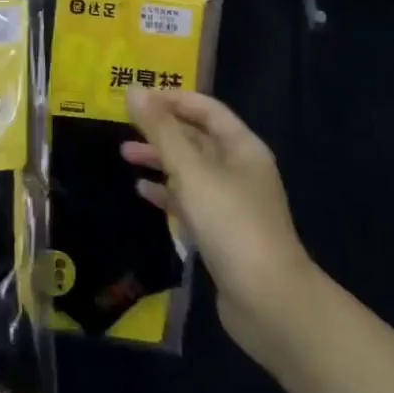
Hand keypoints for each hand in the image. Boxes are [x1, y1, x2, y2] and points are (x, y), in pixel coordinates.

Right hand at [123, 87, 315, 367]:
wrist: (269, 303)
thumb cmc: (232, 225)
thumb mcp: (192, 172)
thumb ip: (161, 131)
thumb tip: (133, 89)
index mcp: (242, 147)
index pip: (206, 108)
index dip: (173, 99)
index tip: (137, 97)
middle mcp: (240, 169)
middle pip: (197, 137)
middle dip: (162, 129)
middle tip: (124, 125)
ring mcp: (232, 203)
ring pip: (191, 170)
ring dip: (160, 159)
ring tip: (124, 155)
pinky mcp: (222, 234)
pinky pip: (190, 201)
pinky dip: (167, 193)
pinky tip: (142, 192)